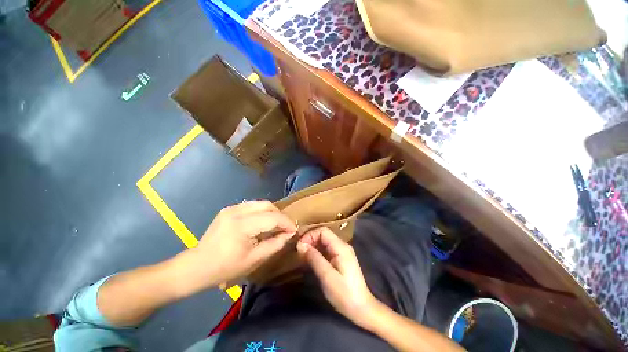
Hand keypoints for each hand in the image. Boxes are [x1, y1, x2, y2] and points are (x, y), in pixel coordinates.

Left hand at [189, 200, 296, 288]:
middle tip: (284, 228)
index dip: (286, 223)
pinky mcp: (228, 209)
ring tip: (274, 226)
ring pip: (261, 204)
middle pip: (268, 205)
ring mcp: (231, 208)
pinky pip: (252, 206)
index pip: (273, 217)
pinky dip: (261, 213)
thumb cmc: (226, 267)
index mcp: (242, 225)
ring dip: (271, 213)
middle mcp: (237, 211)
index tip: (293, 230)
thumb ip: (275, 244)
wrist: (197, 266)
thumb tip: (289, 233)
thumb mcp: (255, 259)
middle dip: (280, 216)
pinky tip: (261, 224)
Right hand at [297, 227, 376, 325]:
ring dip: (313, 246)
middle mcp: (342, 245)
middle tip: (299, 251)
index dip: (310, 235)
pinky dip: (317, 252)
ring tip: (302, 255)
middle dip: (310, 240)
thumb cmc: (344, 293)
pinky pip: (327, 249)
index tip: (299, 246)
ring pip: (324, 242)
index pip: (323, 231)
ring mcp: (342, 252)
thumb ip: (314, 258)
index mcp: (341, 247)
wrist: (362, 309)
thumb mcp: (327, 276)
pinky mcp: (341, 259)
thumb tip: (301, 245)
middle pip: (324, 235)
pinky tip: (310, 259)